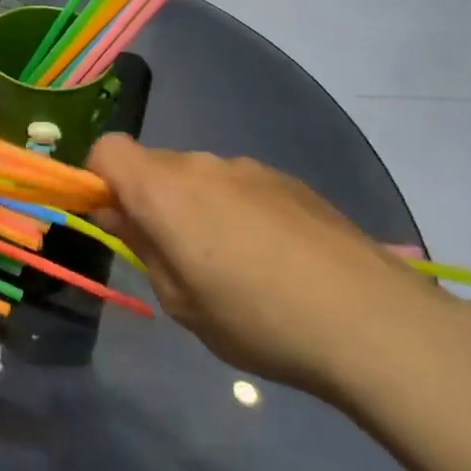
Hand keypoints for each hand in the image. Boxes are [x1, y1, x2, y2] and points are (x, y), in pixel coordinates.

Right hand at [87, 135, 450, 395]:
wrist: (372, 320)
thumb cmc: (257, 318)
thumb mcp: (181, 302)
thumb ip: (143, 248)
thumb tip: (120, 216)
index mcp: (164, 188)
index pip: (108, 150)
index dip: (98, 180)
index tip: (115, 222)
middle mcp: (202, 164)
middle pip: (154, 165)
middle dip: (149, 200)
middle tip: (174, 256)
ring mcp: (250, 168)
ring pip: (198, 176)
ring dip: (195, 207)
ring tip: (232, 265)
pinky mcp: (290, 181)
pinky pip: (240, 185)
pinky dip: (236, 210)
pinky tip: (273, 259)